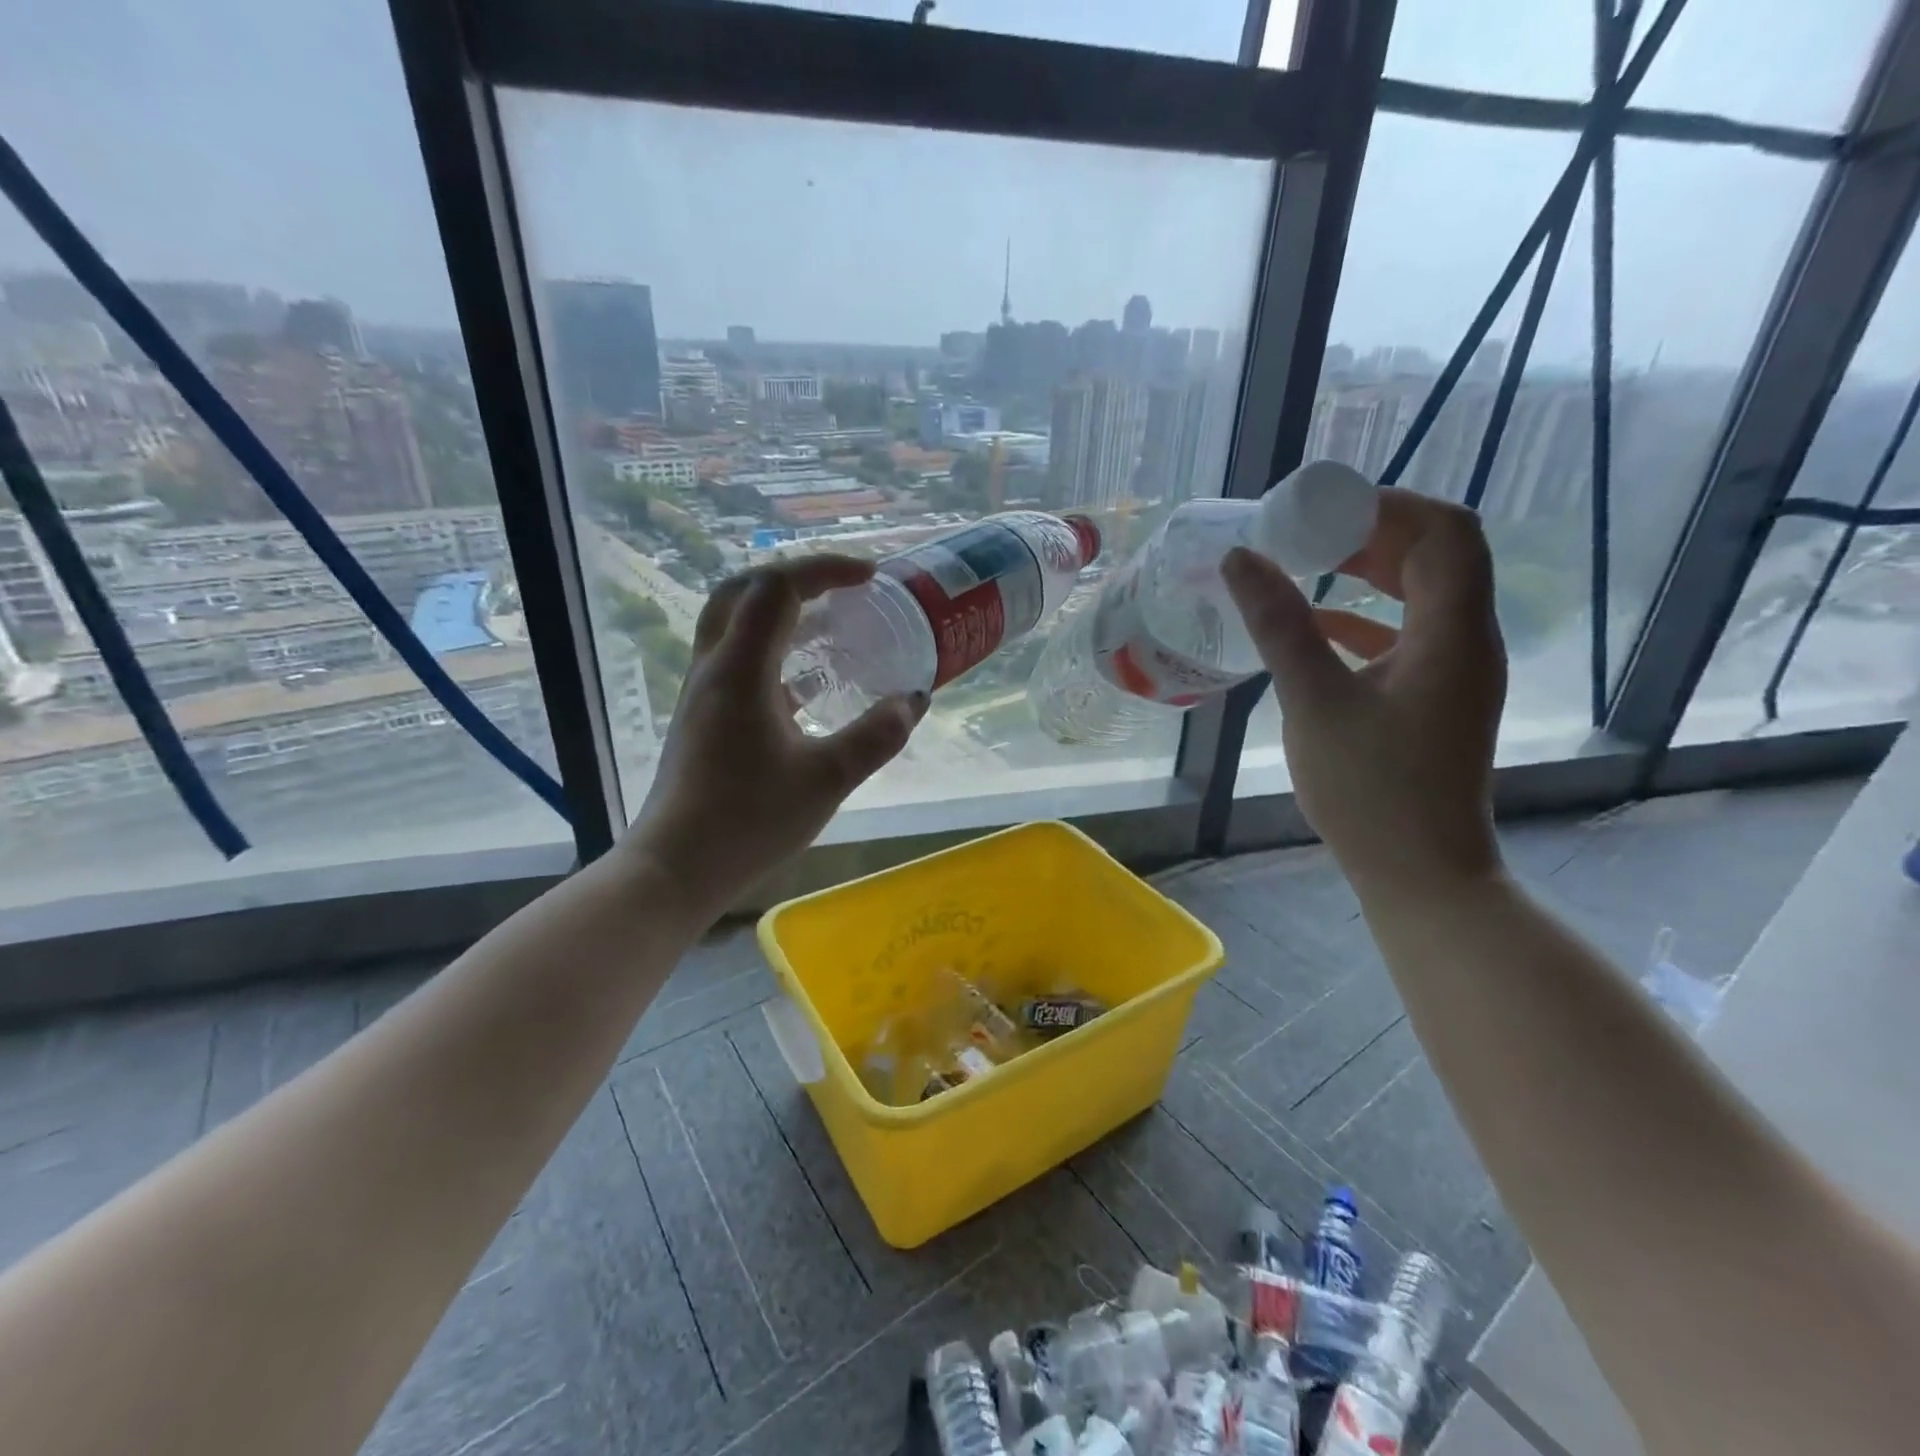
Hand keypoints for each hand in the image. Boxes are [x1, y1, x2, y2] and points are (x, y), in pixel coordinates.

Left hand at [628, 556, 927, 910]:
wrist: (676, 867)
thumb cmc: (749, 820)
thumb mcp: (828, 778)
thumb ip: (877, 735)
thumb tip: (914, 699)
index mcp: (741, 668)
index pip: (778, 586)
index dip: (826, 569)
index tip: (871, 577)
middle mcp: (714, 667)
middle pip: (745, 590)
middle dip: (798, 578)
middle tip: (844, 590)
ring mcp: (703, 692)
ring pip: (735, 623)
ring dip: (781, 611)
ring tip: (831, 625)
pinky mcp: (703, 717)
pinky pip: (737, 660)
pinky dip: (773, 650)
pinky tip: (807, 683)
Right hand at [1222, 488, 1507, 899]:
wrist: (1420, 872)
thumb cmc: (1370, 790)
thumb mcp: (1315, 701)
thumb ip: (1280, 625)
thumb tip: (1240, 558)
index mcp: (1453, 633)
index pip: (1445, 531)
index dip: (1388, 505)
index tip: (1321, 507)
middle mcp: (1468, 641)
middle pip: (1437, 555)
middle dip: (1372, 532)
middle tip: (1305, 531)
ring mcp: (1455, 671)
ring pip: (1422, 594)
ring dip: (1369, 571)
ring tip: (1305, 565)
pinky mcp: (1435, 697)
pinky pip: (1407, 634)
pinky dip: (1365, 616)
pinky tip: (1316, 625)